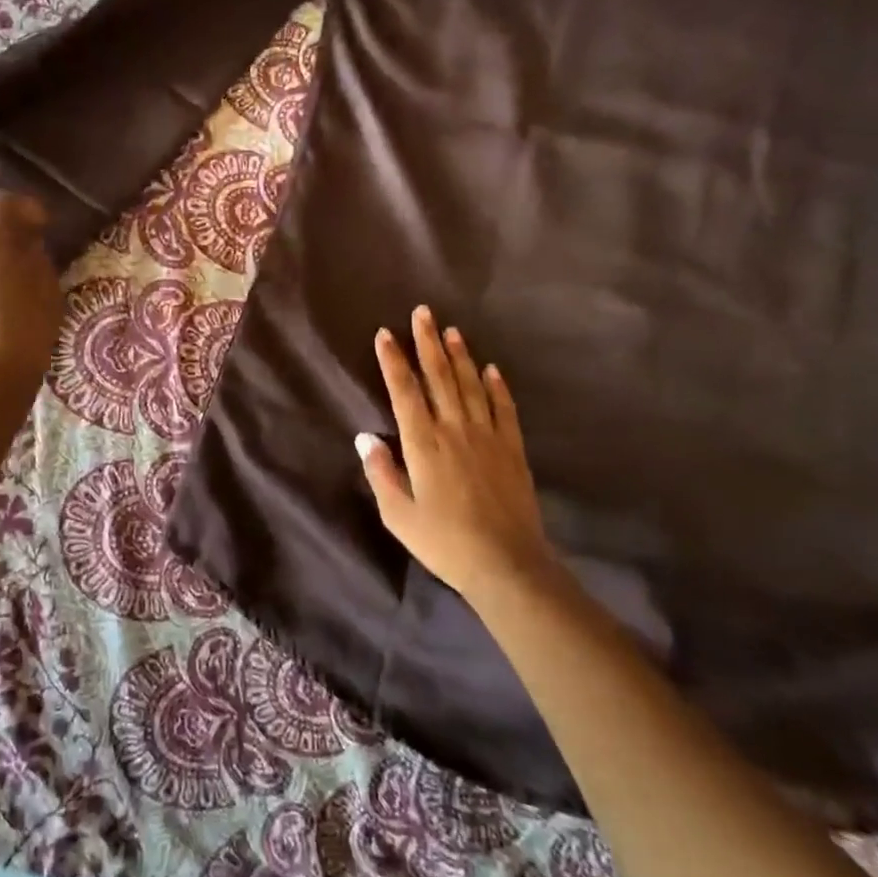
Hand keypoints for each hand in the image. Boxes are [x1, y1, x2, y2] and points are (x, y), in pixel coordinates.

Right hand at [357, 305, 554, 602]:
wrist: (508, 564)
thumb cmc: (444, 542)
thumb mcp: (398, 515)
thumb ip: (380, 472)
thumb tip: (365, 437)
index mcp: (423, 444)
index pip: (404, 391)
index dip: (393, 361)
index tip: (385, 334)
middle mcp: (455, 430)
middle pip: (440, 377)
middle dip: (428, 342)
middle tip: (423, 312)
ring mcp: (488, 437)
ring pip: (471, 385)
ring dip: (460, 356)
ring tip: (451, 330)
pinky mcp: (512, 449)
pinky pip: (504, 408)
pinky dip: (497, 386)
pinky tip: (492, 368)